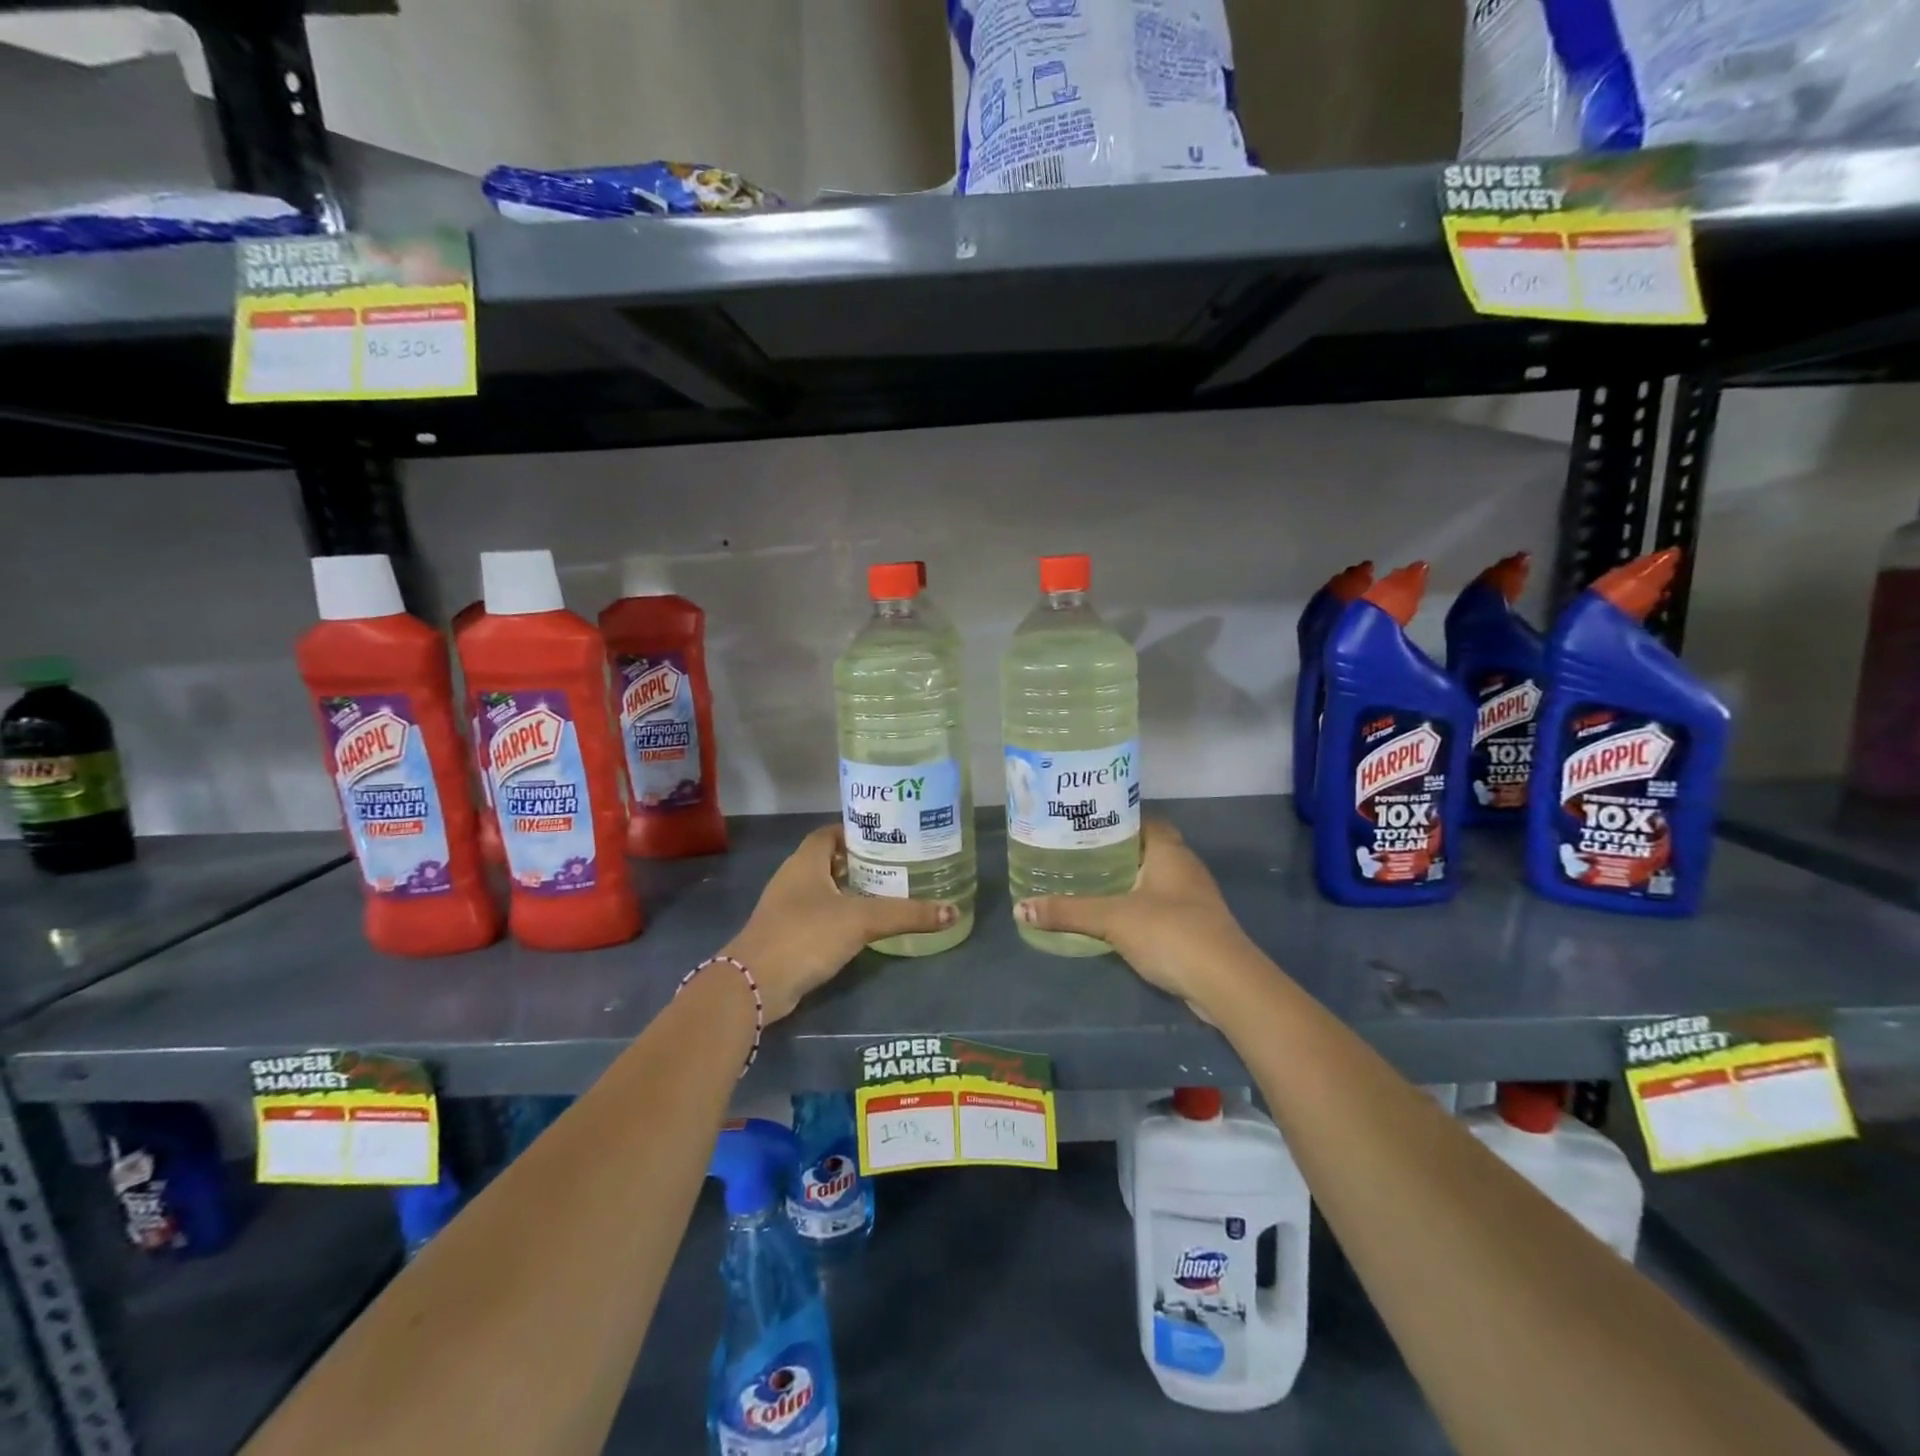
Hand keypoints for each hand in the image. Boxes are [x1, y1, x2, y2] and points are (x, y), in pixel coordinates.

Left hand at [719, 826, 955, 1021]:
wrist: (755, 984)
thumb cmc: (806, 934)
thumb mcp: (862, 920)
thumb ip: (906, 914)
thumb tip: (952, 911)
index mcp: (805, 861)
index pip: (831, 832)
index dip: (856, 831)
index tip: (887, 836)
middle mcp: (792, 878)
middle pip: (828, 859)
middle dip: (859, 861)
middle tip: (895, 865)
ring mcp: (785, 908)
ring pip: (822, 889)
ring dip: (849, 890)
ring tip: (885, 893)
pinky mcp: (785, 936)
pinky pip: (817, 916)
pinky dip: (838, 916)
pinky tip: (861, 927)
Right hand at [1014, 820, 1259, 1019]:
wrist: (1226, 984)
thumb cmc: (1171, 933)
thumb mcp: (1112, 918)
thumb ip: (1068, 912)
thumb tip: (1020, 909)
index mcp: (1169, 851)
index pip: (1142, 819)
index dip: (1115, 817)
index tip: (1083, 822)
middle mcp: (1184, 867)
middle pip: (1145, 849)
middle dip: (1114, 851)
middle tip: (1075, 853)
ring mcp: (1192, 898)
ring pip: (1152, 879)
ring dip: (1125, 881)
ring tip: (1085, 882)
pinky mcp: (1193, 926)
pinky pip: (1158, 906)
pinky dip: (1136, 906)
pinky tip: (1111, 917)